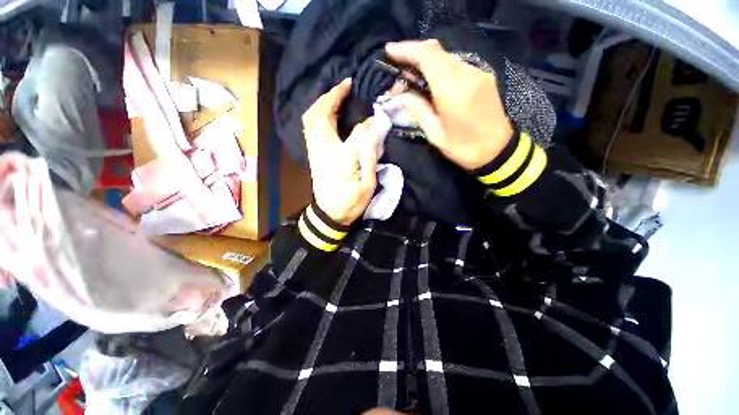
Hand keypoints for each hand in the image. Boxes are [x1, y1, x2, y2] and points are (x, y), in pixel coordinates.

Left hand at [302, 78, 384, 225]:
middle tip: (347, 85)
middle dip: (332, 95)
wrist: (330, 214)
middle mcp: (324, 149)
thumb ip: (370, 156)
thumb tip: (374, 128)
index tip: (378, 114)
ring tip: (337, 94)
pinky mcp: (312, 153)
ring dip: (322, 101)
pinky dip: (316, 112)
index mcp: (343, 159)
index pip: (358, 131)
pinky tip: (327, 111)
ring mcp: (315, 150)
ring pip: (311, 118)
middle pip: (321, 115)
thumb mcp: (367, 185)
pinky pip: (309, 126)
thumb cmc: (351, 202)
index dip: (369, 120)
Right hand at [385, 40, 513, 169]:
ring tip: (413, 81)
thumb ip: (418, 110)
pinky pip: (456, 66)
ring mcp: (478, 73)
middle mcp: (467, 74)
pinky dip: (440, 70)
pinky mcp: (483, 77)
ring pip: (446, 58)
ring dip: (426, 64)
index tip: (389, 52)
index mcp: (452, 90)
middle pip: (436, 52)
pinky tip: (433, 83)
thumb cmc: (464, 148)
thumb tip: (400, 96)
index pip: (427, 55)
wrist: (497, 150)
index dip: (406, 49)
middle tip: (399, 73)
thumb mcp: (435, 134)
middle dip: (414, 56)